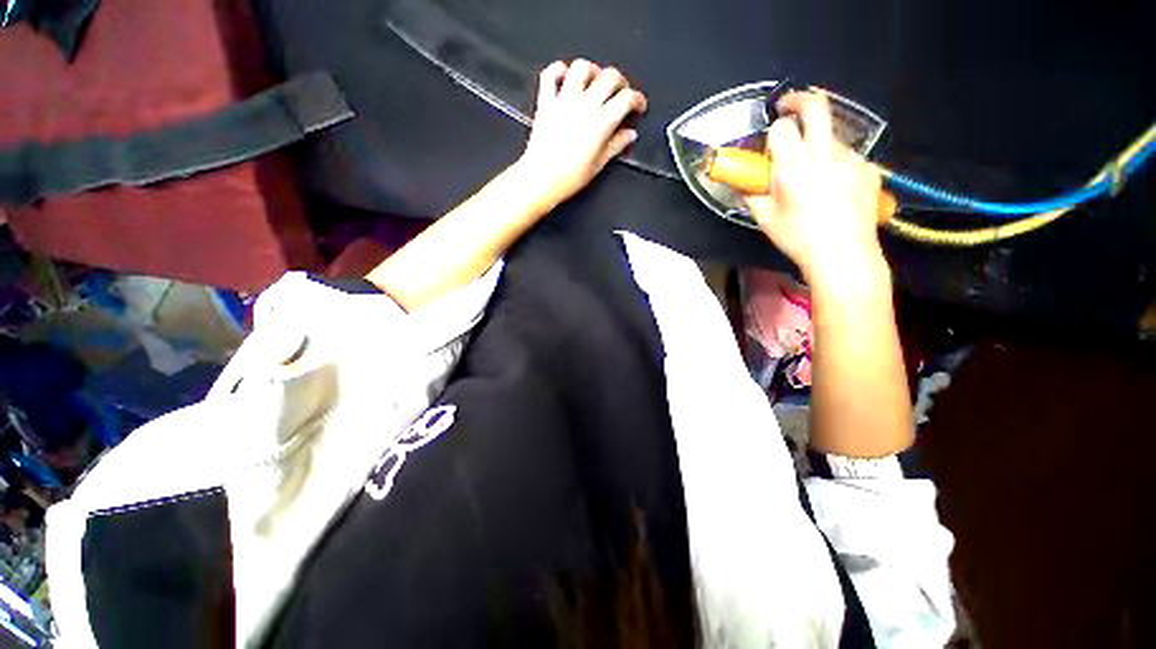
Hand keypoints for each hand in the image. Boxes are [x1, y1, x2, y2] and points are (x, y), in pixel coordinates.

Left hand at [518, 60, 647, 208]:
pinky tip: (565, 78)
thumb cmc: (568, 178)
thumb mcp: (598, 165)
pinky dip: (558, 70)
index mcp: (600, 123)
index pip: (627, 98)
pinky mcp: (546, 102)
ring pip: (581, 68)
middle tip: (620, 93)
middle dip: (620, 81)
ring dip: (592, 70)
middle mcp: (584, 106)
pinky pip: (550, 74)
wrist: (541, 179)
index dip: (637, 99)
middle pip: (609, 76)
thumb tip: (629, 135)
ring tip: (595, 82)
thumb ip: (616, 145)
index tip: (638, 106)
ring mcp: (563, 101)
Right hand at [745, 91, 887, 287]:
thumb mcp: (764, 218)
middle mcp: (824, 151)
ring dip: (817, 142)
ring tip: (812, 172)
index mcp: (794, 164)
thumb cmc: (797, 237)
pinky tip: (833, 188)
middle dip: (798, 99)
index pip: (781, 128)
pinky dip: (835, 163)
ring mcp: (851, 157)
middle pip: (816, 105)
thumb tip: (743, 184)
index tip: (770, 144)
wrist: (843, 252)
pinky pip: (847, 156)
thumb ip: (751, 195)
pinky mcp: (868, 168)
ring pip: (831, 134)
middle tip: (788, 107)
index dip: (773, 132)